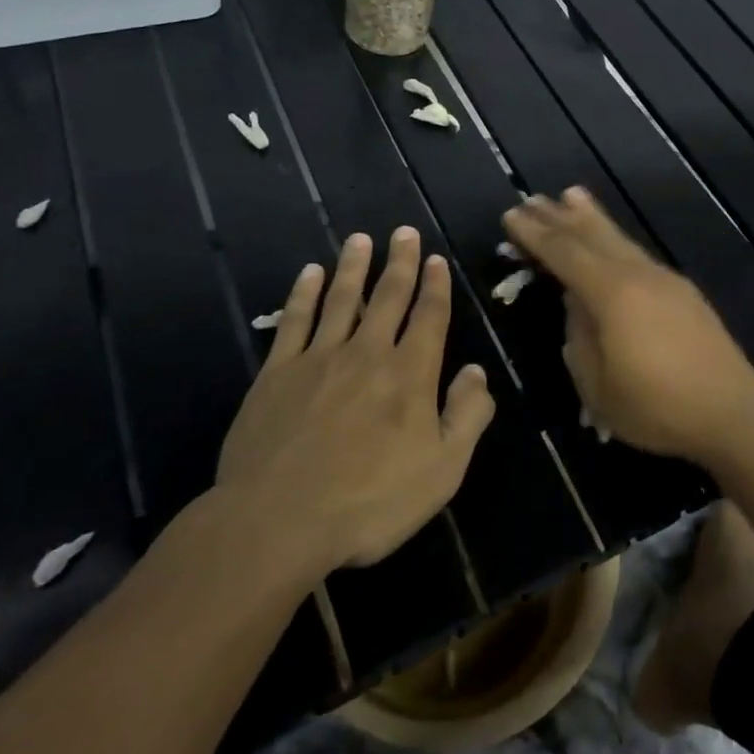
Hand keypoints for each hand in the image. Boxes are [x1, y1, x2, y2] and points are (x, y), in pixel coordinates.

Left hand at [215, 228, 495, 573]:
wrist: (278, 521)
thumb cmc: (370, 501)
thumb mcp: (442, 470)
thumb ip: (466, 417)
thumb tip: (476, 372)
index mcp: (409, 374)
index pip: (429, 318)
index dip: (435, 286)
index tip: (436, 259)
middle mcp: (367, 353)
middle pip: (388, 297)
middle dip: (400, 262)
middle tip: (403, 232)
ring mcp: (318, 359)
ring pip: (341, 299)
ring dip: (353, 267)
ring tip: (360, 239)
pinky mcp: (277, 374)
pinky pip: (294, 322)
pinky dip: (303, 294)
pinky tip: (309, 274)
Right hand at [503, 189, 753, 463]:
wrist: (732, 413)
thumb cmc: (656, 407)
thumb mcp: (598, 385)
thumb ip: (579, 337)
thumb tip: (575, 304)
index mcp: (611, 293)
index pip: (564, 253)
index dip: (535, 234)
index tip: (511, 214)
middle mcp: (638, 275)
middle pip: (592, 236)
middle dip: (559, 217)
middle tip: (532, 198)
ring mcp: (664, 280)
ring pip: (619, 239)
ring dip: (591, 218)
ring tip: (571, 195)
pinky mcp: (683, 293)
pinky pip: (637, 254)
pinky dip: (616, 240)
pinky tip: (613, 244)